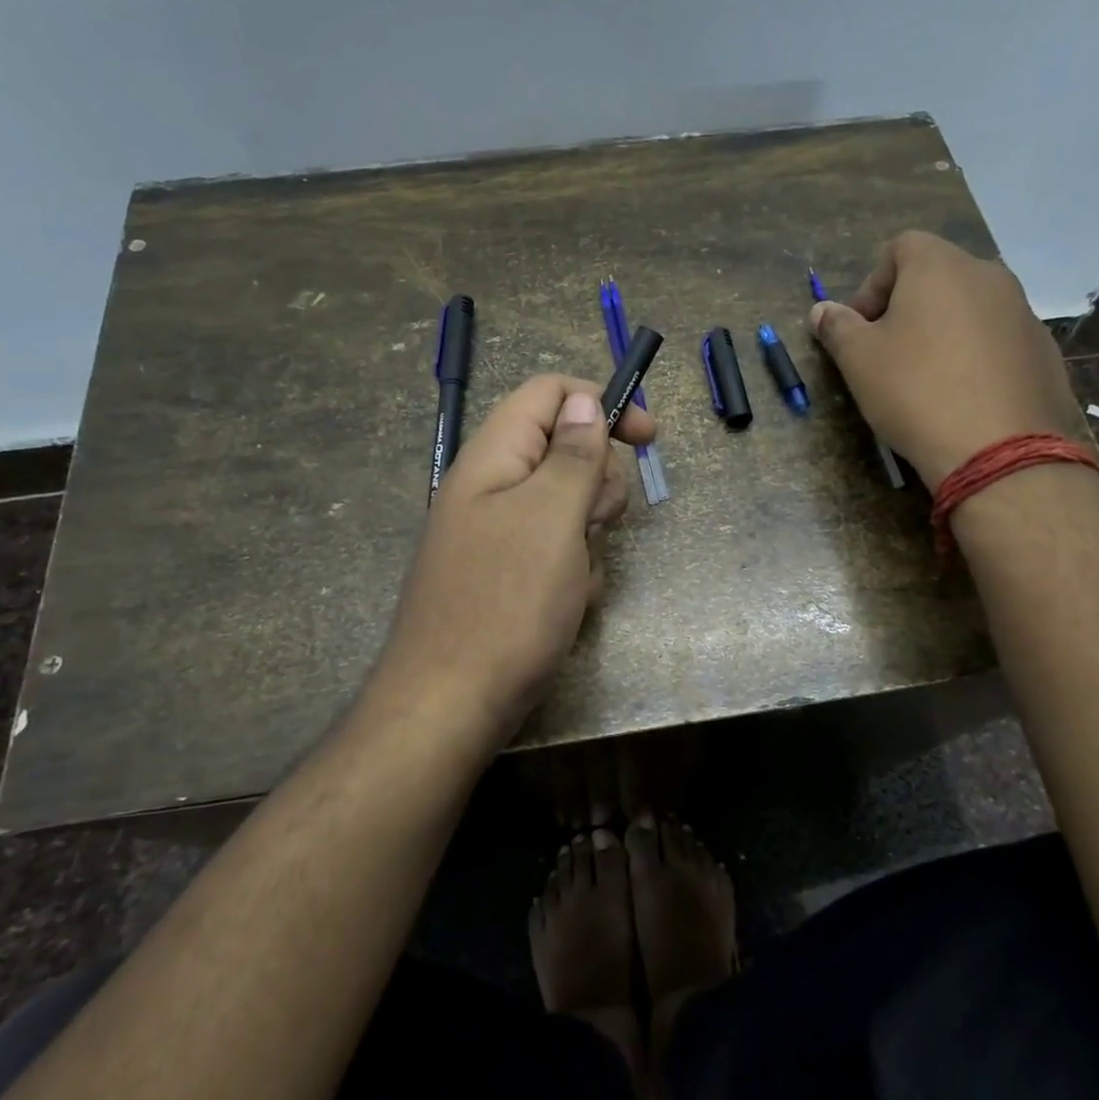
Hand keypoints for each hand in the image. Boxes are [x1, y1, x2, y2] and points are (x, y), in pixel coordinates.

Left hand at [375, 375, 654, 738]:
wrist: (451, 706)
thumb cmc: (506, 604)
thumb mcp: (551, 518)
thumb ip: (572, 454)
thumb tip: (583, 401)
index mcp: (494, 457)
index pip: (548, 393)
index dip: (600, 402)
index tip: (647, 437)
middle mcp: (493, 487)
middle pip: (565, 450)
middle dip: (597, 484)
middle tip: (593, 523)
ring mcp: (499, 534)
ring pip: (569, 506)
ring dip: (588, 536)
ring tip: (576, 576)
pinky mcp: (509, 574)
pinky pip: (559, 551)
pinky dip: (574, 571)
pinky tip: (568, 605)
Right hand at [809, 230, 1087, 489]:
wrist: (999, 450)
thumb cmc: (915, 391)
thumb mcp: (858, 360)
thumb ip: (837, 327)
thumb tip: (823, 311)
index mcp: (940, 266)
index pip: (900, 248)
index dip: (872, 284)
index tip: (861, 327)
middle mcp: (988, 276)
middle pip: (938, 276)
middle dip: (907, 307)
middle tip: (888, 353)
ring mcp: (1023, 312)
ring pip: (970, 309)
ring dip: (943, 331)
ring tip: (927, 379)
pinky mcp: (1044, 351)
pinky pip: (998, 340)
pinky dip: (976, 356)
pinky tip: (964, 397)